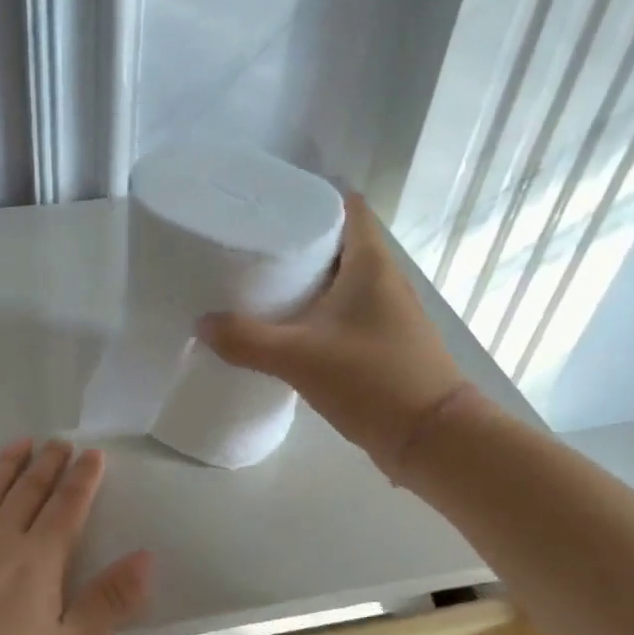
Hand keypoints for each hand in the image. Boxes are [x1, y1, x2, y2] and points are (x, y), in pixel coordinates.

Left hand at [0, 438, 153, 634]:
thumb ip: (107, 601)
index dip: (82, 480)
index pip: (67, 509)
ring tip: (19, 443)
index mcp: (37, 563)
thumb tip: (146, 556)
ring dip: (3, 468)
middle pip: (27, 495)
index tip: (93, 453)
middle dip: (47, 466)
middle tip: (59, 441)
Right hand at [198, 194, 473, 480]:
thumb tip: (202, 324)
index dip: (311, 195)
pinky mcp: (382, 343)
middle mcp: (383, 279)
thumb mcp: (299, 358)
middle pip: (338, 242)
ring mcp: (386, 313)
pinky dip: (316, 311)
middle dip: (297, 239)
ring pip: (340, 280)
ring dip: (306, 279)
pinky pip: (343, 312)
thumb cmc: (372, 380)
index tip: (270, 202)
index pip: (347, 207)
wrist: (432, 439)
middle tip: (250, 243)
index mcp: (371, 264)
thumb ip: (246, 340)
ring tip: (258, 281)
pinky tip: (286, 328)